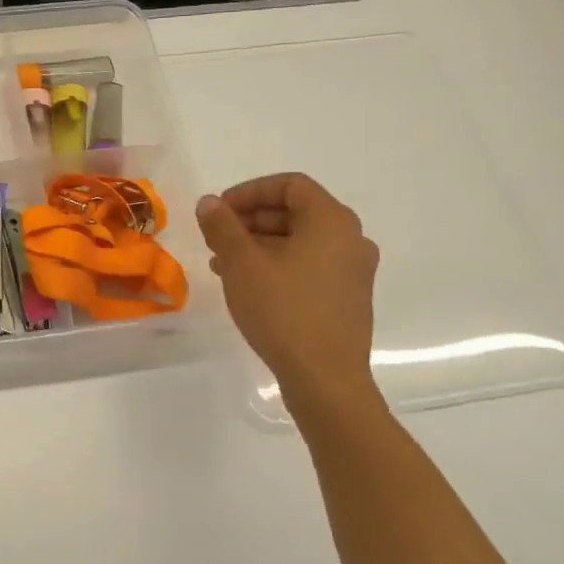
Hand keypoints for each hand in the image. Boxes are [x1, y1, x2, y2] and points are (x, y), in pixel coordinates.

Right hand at [196, 173, 381, 418]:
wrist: (325, 379)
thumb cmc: (283, 310)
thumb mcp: (242, 263)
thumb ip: (222, 226)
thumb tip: (209, 202)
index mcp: (331, 220)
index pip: (290, 184)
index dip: (250, 191)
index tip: (219, 211)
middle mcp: (350, 239)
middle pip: (296, 211)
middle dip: (250, 220)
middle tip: (216, 237)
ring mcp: (353, 271)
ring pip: (300, 241)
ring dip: (260, 244)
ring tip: (223, 263)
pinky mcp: (348, 298)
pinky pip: (310, 265)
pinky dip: (278, 264)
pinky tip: (249, 285)